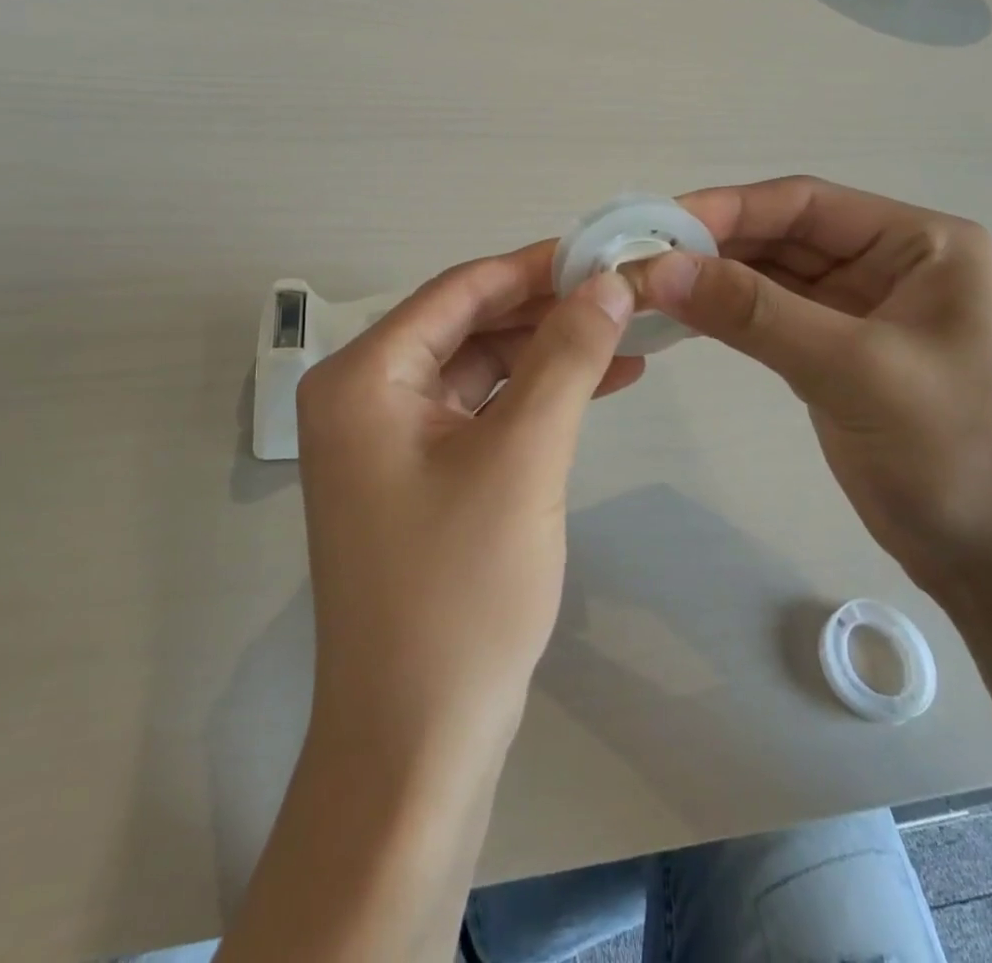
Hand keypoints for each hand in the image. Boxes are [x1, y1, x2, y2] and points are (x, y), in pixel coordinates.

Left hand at [295, 242, 639, 754]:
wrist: (417, 742)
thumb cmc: (460, 591)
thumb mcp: (522, 457)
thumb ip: (565, 357)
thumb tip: (608, 283)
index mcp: (363, 377)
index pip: (458, 290)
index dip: (533, 266)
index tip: (603, 251)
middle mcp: (364, 397)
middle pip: (467, 325)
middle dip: (546, 310)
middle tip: (624, 294)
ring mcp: (388, 440)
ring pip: (479, 368)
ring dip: (548, 353)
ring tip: (628, 337)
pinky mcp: (417, 477)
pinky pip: (480, 413)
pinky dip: (534, 398)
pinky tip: (597, 385)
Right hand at [638, 176, 991, 594]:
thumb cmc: (958, 454)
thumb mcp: (854, 370)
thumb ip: (754, 313)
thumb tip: (658, 270)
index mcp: (922, 244)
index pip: (806, 204)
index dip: (727, 208)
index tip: (655, 225)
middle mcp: (893, 266)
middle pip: (786, 237)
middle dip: (714, 246)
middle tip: (637, 259)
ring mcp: (865, 314)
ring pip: (774, 279)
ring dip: (715, 281)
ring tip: (646, 286)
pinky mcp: (840, 358)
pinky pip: (774, 320)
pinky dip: (729, 318)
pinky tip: (683, 319)